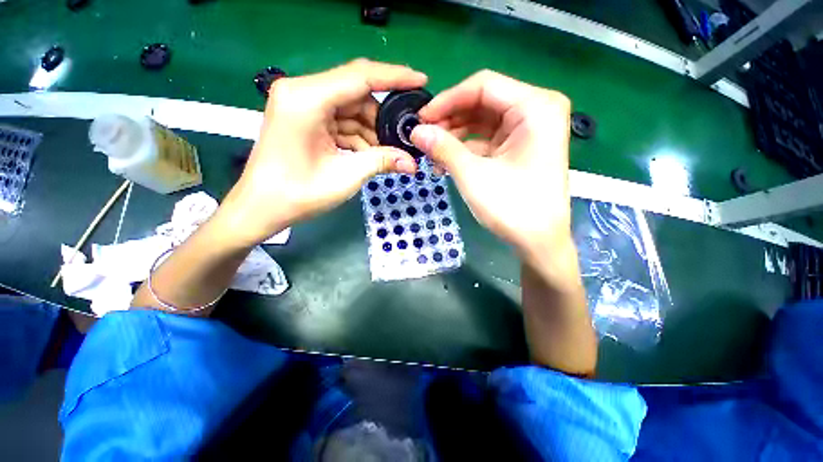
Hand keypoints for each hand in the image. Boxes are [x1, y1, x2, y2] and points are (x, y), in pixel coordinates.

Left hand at [220, 59, 426, 245]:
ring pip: (351, 109)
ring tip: (386, 154)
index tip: (421, 80)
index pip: (360, 76)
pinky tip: (368, 155)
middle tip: (402, 139)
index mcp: (307, 98)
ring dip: (370, 131)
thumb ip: (381, 162)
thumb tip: (412, 163)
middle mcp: (302, 92)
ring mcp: (302, 105)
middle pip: (356, 94)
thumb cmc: (297, 194)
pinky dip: (357, 137)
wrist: (261, 208)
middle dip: (381, 118)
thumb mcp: (345, 177)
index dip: (394, 77)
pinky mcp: (305, 118)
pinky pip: (341, 121)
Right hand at [410, 70, 572, 264]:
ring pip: (482, 121)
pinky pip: (486, 139)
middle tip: (423, 137)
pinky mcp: (519, 148)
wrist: (538, 242)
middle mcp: (536, 110)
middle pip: (483, 102)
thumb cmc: (512, 208)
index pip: (483, 86)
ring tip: (431, 153)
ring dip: (454, 136)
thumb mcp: (473, 175)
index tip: (421, 118)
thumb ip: (443, 148)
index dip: (447, 100)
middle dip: (449, 119)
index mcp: (535, 107)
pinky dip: (465, 148)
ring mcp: (528, 130)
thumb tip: (415, 131)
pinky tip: (445, 161)